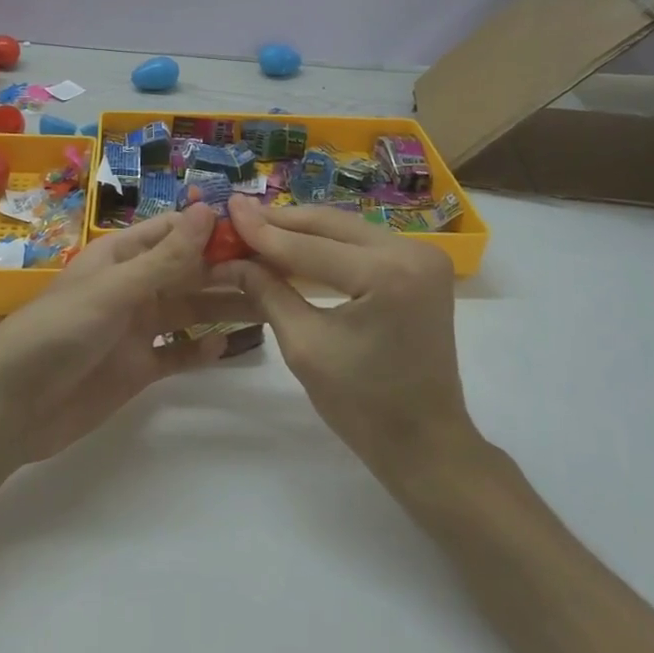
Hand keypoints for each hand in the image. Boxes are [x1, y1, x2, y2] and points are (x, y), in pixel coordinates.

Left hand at [0, 203, 257, 464]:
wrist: (12, 408)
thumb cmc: (59, 332)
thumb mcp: (115, 289)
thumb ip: (165, 257)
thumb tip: (208, 209)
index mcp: (121, 256)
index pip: (173, 232)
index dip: (211, 228)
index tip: (256, 228)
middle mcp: (133, 287)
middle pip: (187, 271)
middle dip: (225, 268)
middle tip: (276, 271)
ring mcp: (136, 329)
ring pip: (189, 311)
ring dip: (221, 306)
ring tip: (267, 304)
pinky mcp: (137, 369)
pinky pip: (177, 354)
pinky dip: (200, 350)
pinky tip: (226, 345)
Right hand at [222, 195, 475, 477]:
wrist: (426, 444)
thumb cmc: (364, 407)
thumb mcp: (304, 347)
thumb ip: (267, 292)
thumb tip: (230, 259)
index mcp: (388, 274)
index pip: (310, 246)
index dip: (262, 230)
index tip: (227, 208)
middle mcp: (411, 252)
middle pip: (331, 224)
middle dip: (281, 221)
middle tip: (238, 212)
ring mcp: (422, 255)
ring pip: (346, 229)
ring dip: (303, 230)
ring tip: (258, 226)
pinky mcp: (421, 265)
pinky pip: (363, 243)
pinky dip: (328, 243)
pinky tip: (295, 244)